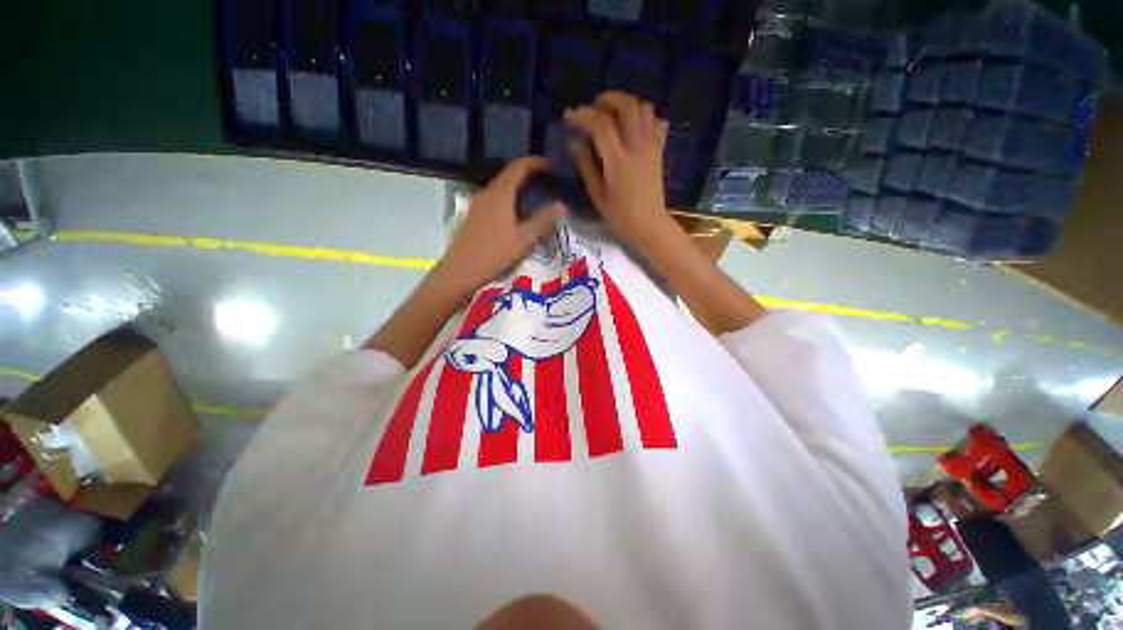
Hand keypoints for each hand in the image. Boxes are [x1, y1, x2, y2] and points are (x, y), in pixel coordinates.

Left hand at [439, 157, 566, 297]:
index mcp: (500, 194)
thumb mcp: (524, 239)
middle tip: (548, 184)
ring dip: (519, 190)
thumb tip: (563, 205)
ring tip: (537, 200)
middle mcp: (487, 193)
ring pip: (502, 189)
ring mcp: (477, 205)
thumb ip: (544, 220)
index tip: (553, 166)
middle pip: (509, 176)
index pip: (519, 166)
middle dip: (530, 176)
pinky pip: (495, 200)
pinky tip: (517, 216)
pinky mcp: (473, 216)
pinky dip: (510, 201)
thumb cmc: (493, 254)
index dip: (536, 163)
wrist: (459, 272)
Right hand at [565, 91, 672, 251]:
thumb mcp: (597, 194)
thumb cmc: (619, 216)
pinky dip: (646, 117)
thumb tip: (574, 142)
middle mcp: (637, 147)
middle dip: (608, 99)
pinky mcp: (659, 151)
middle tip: (594, 108)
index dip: (583, 115)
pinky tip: (634, 127)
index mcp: (618, 160)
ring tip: (614, 114)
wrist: (649, 225)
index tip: (570, 117)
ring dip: (627, 104)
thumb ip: (586, 165)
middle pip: (627, 106)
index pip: (600, 124)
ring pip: (644, 109)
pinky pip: (657, 123)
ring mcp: (651, 147)